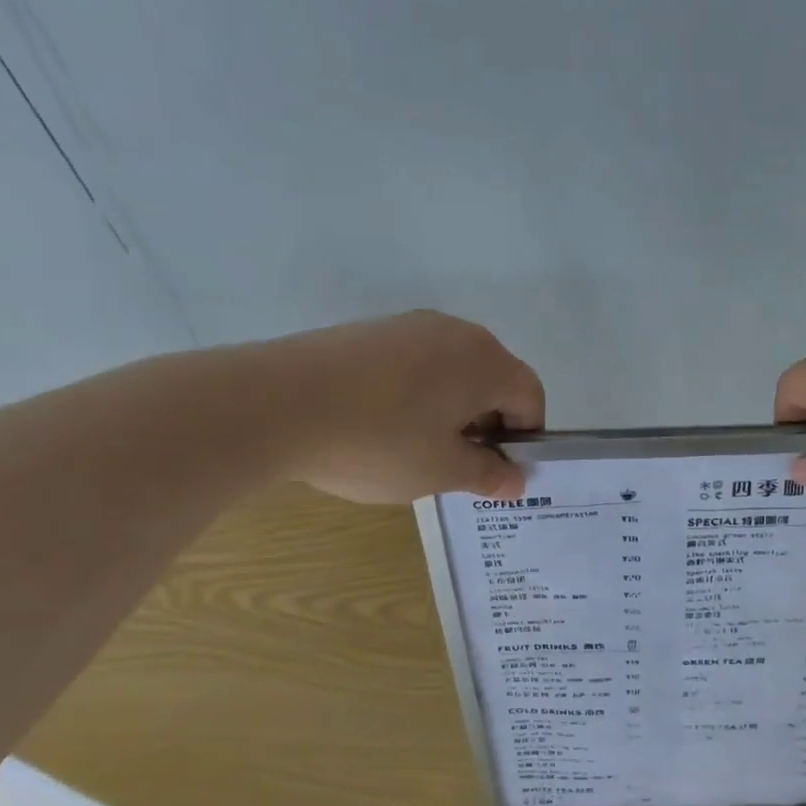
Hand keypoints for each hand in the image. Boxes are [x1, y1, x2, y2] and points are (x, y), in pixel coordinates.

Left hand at [267, 311, 544, 502]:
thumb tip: (517, 480)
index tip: (497, 471)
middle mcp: (456, 332)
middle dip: (487, 423)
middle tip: (458, 464)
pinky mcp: (370, 331)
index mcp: (486, 361)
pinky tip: (381, 424)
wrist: (274, 404)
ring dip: (451, 409)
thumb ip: (488, 475)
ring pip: (452, 371)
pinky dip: (416, 394)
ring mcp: (409, 325)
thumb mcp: (441, 472)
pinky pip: (415, 363)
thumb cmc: (378, 442)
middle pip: (493, 379)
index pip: (530, 396)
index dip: (524, 438)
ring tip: (416, 447)